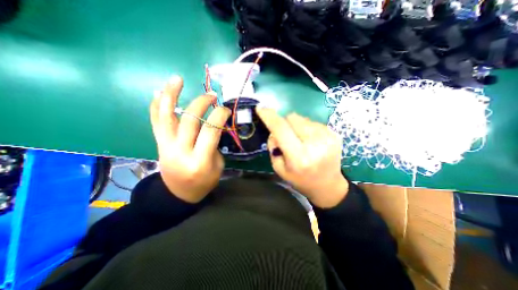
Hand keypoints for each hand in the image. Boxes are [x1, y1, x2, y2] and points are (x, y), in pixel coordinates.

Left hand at [150, 77, 230, 203]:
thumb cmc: (203, 182)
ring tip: (177, 79)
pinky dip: (156, 106)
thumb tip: (213, 125)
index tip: (226, 109)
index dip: (219, 115)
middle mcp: (180, 151)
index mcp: (200, 160)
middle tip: (211, 96)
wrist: (178, 193)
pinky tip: (158, 92)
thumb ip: (215, 145)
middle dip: (202, 103)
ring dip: (171, 95)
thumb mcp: (217, 166)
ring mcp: (166, 146)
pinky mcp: (159, 144)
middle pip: (189, 119)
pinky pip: (156, 122)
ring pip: (166, 116)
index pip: (210, 130)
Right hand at [258, 107, 349, 206]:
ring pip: (302, 118)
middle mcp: (315, 144)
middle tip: (286, 136)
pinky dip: (306, 128)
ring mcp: (327, 137)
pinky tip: (310, 141)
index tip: (261, 109)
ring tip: (300, 140)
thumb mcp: (279, 167)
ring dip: (296, 126)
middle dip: (284, 123)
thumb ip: (274, 146)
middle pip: (292, 118)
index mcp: (299, 157)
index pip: (281, 129)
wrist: (327, 185)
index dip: (270, 117)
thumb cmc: (300, 179)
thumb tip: (275, 130)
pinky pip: (312, 122)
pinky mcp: (334, 134)